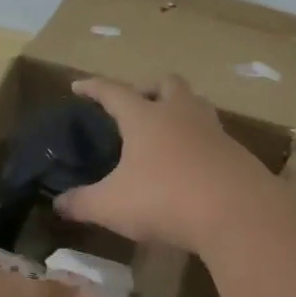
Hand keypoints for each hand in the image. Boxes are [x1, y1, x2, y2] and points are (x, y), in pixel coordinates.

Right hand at [51, 75, 271, 250]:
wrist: (237, 213)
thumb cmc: (164, 199)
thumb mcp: (112, 206)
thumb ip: (82, 203)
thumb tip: (58, 204)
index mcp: (145, 117)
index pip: (113, 92)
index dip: (93, 87)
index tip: (79, 86)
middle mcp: (180, 114)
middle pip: (166, 83)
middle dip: (149, 88)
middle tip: (137, 105)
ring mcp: (213, 130)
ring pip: (196, 104)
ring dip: (180, 110)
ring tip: (167, 131)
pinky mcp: (236, 153)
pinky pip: (213, 136)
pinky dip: (199, 142)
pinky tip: (192, 165)